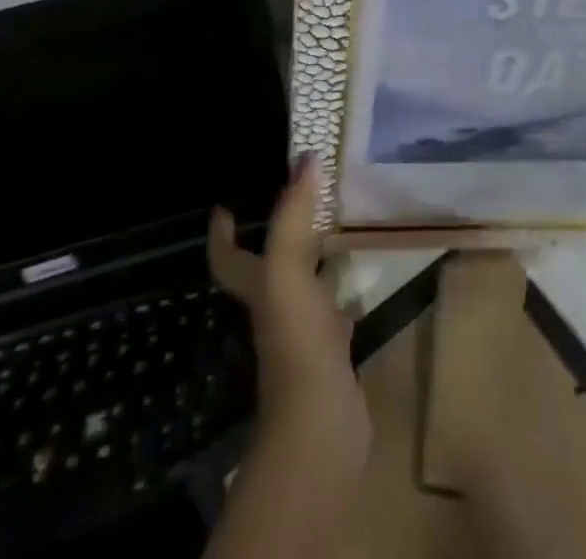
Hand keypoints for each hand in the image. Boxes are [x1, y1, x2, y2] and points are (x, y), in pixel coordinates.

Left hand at [208, 157, 368, 477]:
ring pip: (304, 284)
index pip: (228, 257)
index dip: (222, 234)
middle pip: (268, 264)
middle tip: (303, 197)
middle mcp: (275, 306)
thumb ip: (294, 215)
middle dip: (279, 232)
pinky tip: (363, 278)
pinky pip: (335, 311)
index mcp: (257, 286)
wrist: (321, 426)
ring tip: (337, 225)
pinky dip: (345, 291)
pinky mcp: (332, 353)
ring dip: (314, 257)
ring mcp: (303, 333)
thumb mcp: (287, 268)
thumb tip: (307, 157)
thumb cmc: (296, 340)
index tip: (225, 207)